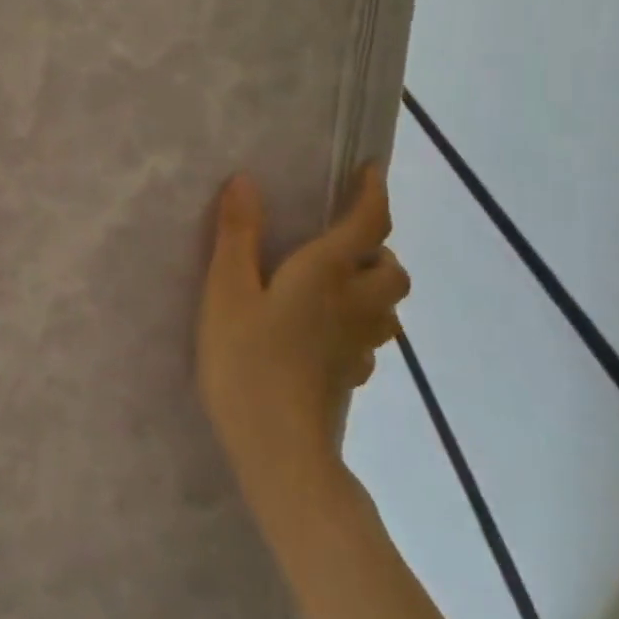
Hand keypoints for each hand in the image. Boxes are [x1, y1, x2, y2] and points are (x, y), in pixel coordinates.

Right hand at [198, 165, 409, 552]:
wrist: (279, 450)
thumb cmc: (247, 361)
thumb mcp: (226, 291)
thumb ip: (236, 235)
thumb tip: (246, 180)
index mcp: (326, 274)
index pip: (368, 223)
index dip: (374, 192)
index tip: (372, 168)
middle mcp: (354, 304)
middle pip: (392, 268)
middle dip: (376, 250)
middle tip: (339, 245)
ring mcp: (358, 345)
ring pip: (388, 307)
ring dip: (373, 288)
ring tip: (335, 286)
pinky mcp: (352, 377)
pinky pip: (370, 340)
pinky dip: (358, 326)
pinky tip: (324, 335)